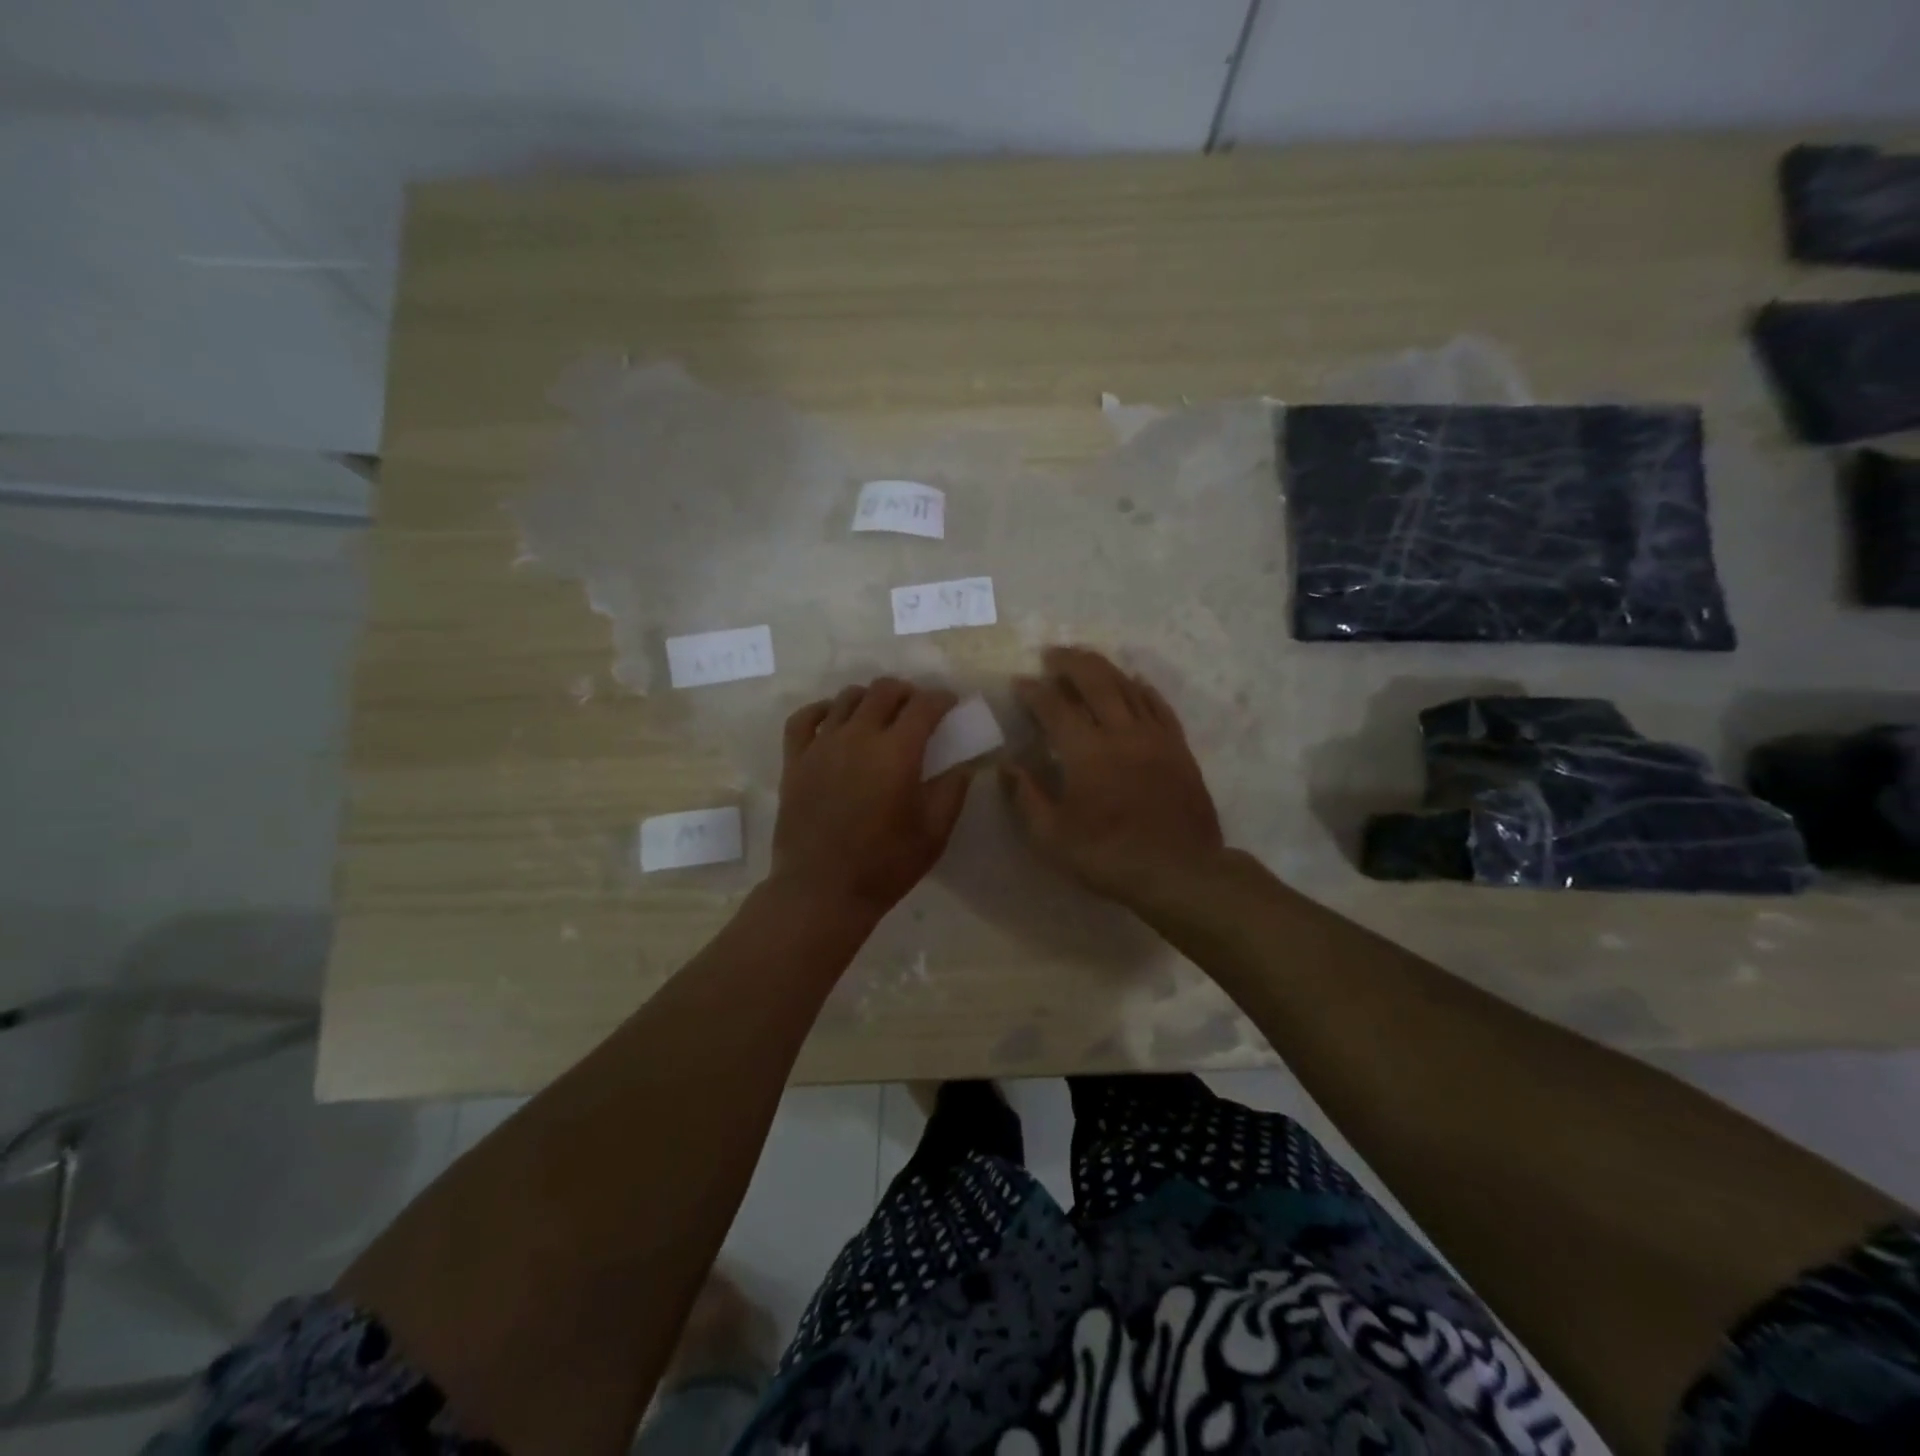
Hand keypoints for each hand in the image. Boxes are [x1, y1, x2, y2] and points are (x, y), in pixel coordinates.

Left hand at [772, 678, 972, 918]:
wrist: (821, 891)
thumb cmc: (885, 865)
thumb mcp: (934, 833)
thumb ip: (952, 791)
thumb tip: (962, 764)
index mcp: (897, 752)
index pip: (924, 705)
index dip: (942, 699)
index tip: (950, 705)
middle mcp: (858, 736)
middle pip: (884, 690)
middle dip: (907, 692)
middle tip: (916, 710)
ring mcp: (821, 745)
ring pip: (847, 698)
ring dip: (870, 699)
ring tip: (879, 716)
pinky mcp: (795, 760)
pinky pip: (804, 718)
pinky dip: (822, 710)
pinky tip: (833, 719)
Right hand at [1003, 646, 1224, 903]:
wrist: (1181, 871)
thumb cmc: (1109, 856)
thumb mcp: (1052, 838)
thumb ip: (1026, 798)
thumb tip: (1007, 766)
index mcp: (1087, 752)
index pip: (1055, 707)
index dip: (1034, 692)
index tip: (1019, 682)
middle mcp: (1122, 732)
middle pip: (1095, 681)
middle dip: (1070, 662)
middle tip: (1052, 654)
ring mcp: (1155, 737)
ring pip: (1128, 686)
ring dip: (1104, 668)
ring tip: (1085, 659)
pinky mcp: (1178, 747)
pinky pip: (1159, 705)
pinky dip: (1142, 688)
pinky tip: (1134, 682)